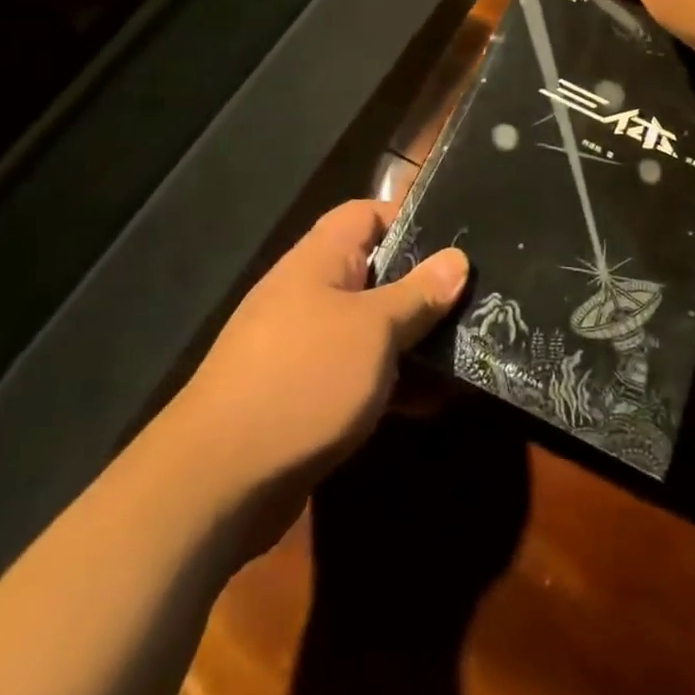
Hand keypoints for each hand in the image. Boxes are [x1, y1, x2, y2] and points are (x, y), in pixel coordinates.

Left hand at [170, 200, 467, 551]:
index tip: (457, 243)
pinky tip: (433, 403)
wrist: (219, 479)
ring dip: (414, 340)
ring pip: (372, 327)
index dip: (410, 220)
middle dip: (423, 288)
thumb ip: (418, 293)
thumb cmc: (305, 378)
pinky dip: (392, 382)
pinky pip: (359, 373)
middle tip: (475, 302)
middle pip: (376, 273)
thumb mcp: (374, 330)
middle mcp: (311, 293)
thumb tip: (457, 258)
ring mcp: (306, 345)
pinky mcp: (307, 393)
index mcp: (320, 260)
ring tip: (466, 351)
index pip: (367, 214)